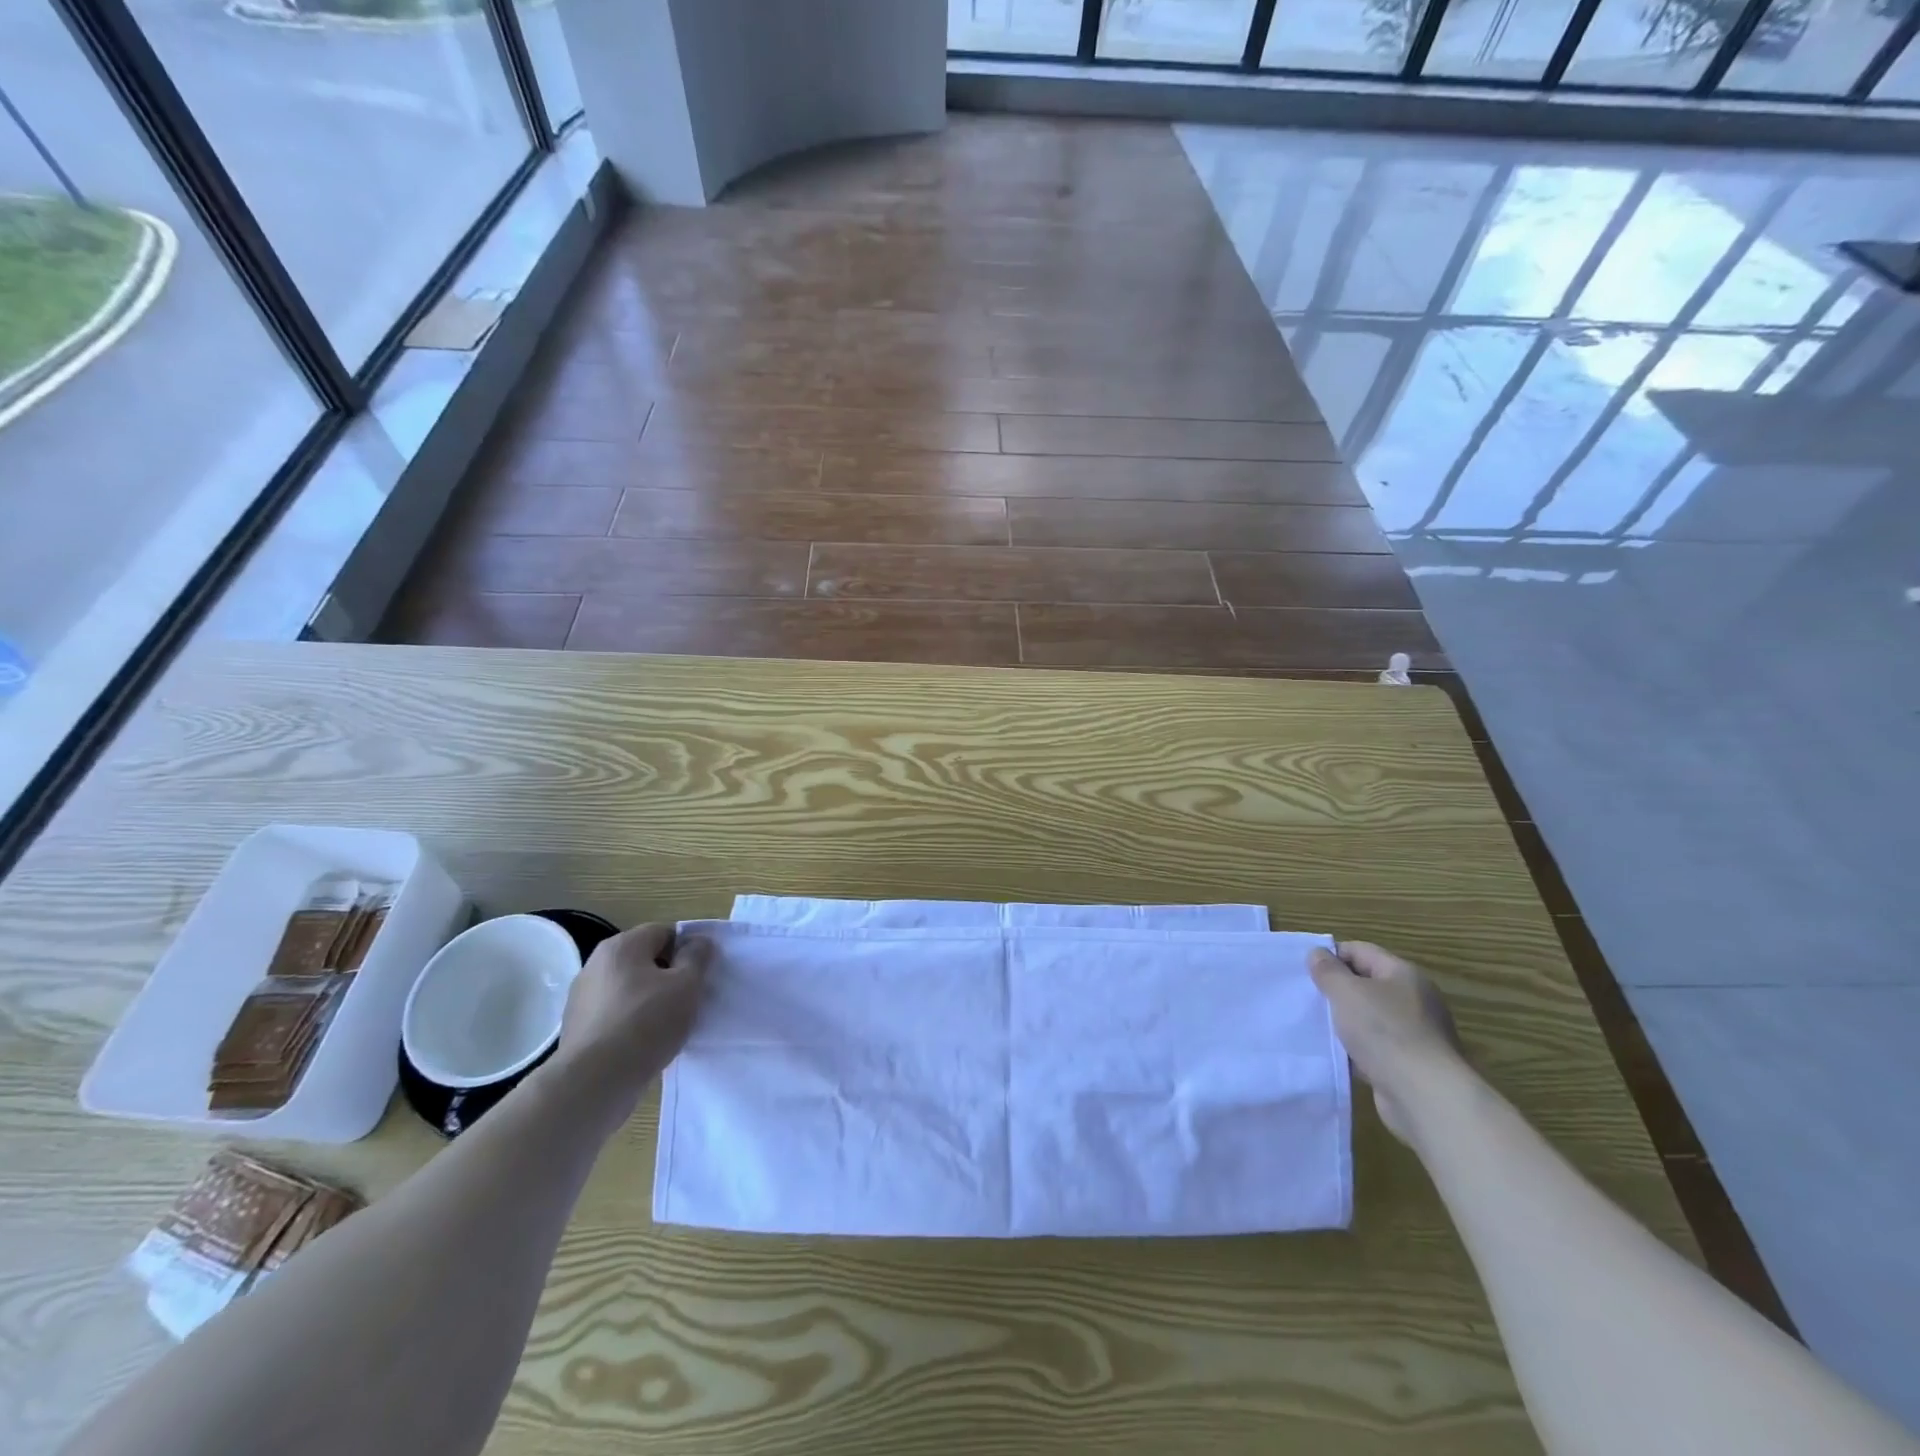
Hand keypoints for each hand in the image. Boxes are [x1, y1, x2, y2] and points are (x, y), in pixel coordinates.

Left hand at [552, 924, 709, 1110]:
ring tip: (667, 1026)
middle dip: (668, 976)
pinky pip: (614, 1015)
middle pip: (644, 960)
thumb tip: (698, 942)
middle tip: (687, 1000)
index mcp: (621, 946)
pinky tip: (643, 1044)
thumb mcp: (687, 985)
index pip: (663, 932)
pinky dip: (630, 1023)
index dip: (686, 949)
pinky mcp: (576, 1028)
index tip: (699, 975)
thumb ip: (697, 957)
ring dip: (649, 1000)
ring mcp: (581, 997)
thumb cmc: (646, 1023)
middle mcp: (596, 964)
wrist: (594, 1082)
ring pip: (628, 989)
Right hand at [1309, 941, 1465, 1144]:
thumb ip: (1327, 970)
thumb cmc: (1384, 1032)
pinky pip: (1376, 1047)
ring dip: (1345, 1021)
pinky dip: (1356, 1049)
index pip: (1360, 951)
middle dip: (1336, 990)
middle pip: (1366, 984)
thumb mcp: (1346, 992)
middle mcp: (1414, 999)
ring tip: (1317, 1027)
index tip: (1305, 972)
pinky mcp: (1411, 1063)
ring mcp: (1415, 1033)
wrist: (1424, 1095)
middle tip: (1308, 998)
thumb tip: (1317, 954)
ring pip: (1369, 1017)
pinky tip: (1337, 1055)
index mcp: (1403, 974)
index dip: (1331, 956)